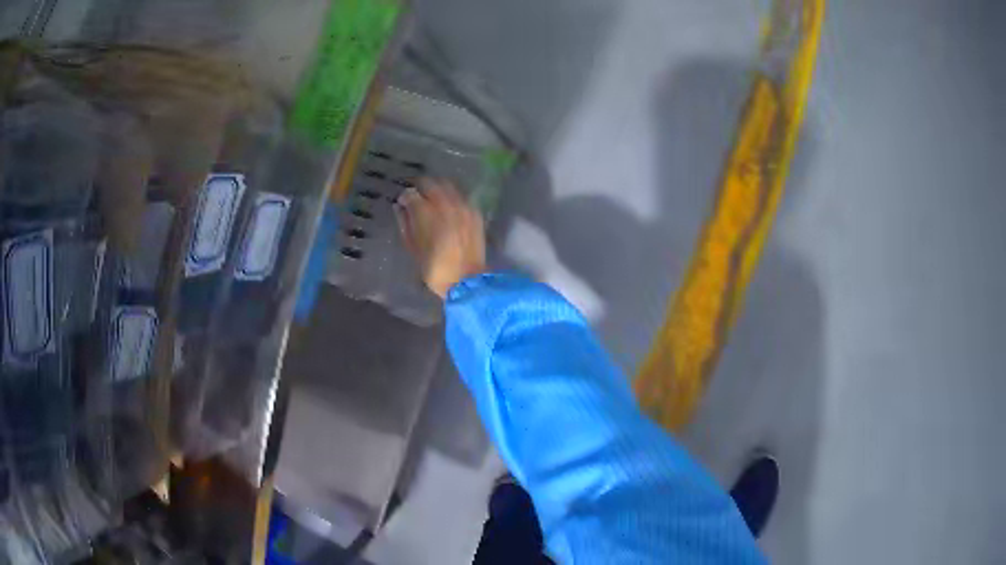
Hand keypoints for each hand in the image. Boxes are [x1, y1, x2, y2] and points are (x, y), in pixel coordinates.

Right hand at [395, 178, 486, 298]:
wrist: (467, 280)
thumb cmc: (435, 269)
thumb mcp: (413, 248)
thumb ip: (405, 223)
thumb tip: (400, 207)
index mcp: (426, 214)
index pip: (411, 194)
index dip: (405, 197)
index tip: (403, 202)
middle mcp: (445, 205)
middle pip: (430, 183)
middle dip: (420, 187)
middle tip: (416, 196)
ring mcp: (463, 206)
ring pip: (447, 185)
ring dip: (437, 188)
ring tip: (432, 198)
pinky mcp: (474, 212)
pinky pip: (461, 195)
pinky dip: (452, 196)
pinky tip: (448, 206)